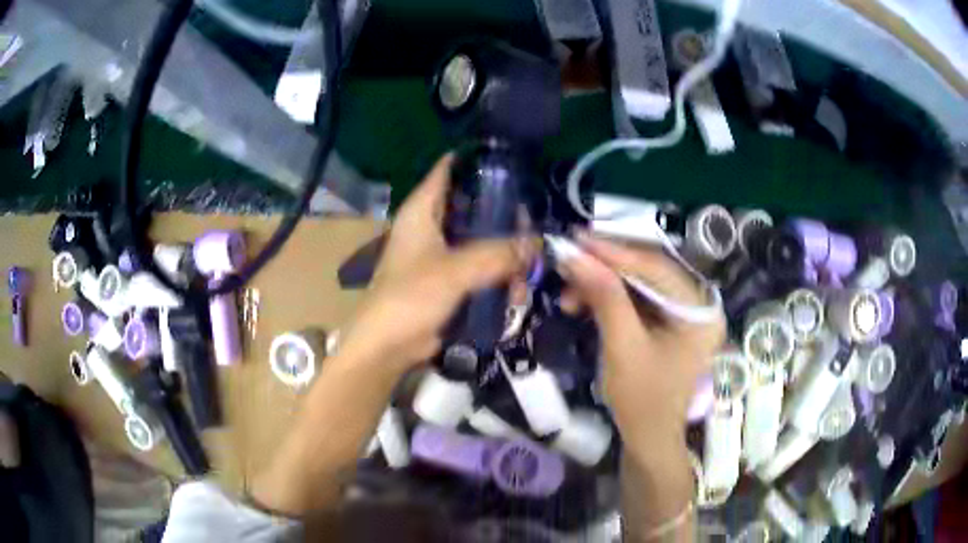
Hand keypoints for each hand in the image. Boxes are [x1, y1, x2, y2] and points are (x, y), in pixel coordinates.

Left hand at [338, 154, 535, 371]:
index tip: (512, 161)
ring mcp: (441, 255)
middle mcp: (431, 226)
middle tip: (532, 228)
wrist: (387, 348)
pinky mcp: (449, 281)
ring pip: (481, 240)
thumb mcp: (454, 271)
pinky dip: (498, 277)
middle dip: (504, 216)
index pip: (449, 169)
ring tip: (526, 272)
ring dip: (505, 255)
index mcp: (421, 211)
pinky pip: (481, 269)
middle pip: (474, 206)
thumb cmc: (410, 298)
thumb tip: (537, 243)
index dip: (477, 160)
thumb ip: (497, 254)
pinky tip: (515, 292)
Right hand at [559, 232, 724, 452]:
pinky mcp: (667, 321)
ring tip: (568, 291)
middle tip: (568, 261)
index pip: (657, 268)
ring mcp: (683, 311)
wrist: (648, 438)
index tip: (576, 239)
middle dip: (605, 267)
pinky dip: (607, 297)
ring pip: (638, 282)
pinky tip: (582, 302)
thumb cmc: (642, 400)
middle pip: (648, 270)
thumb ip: (604, 297)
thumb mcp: (622, 347)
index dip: (614, 251)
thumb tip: (575, 255)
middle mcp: (697, 303)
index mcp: (700, 310)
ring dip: (601, 283)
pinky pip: (636, 298)